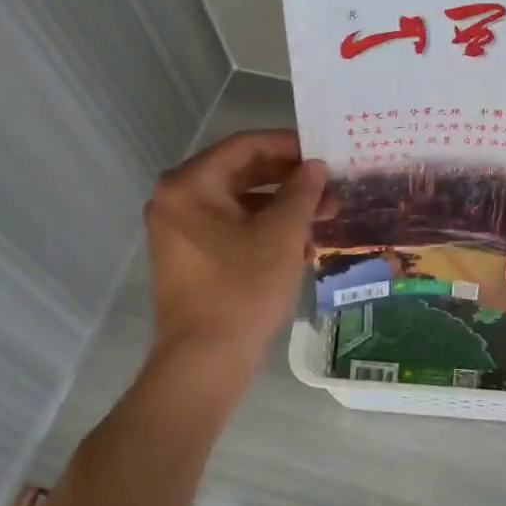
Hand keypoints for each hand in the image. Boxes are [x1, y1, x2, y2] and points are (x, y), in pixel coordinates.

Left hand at [143, 130, 328, 369]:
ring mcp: (178, 230)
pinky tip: (300, 245)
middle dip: (289, 179)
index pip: (245, 146)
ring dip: (281, 206)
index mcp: (190, 184)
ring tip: (323, 217)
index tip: (323, 152)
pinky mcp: (188, 256)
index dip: (288, 145)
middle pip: (241, 173)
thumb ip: (301, 191)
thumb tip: (315, 166)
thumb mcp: (282, 233)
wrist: (205, 359)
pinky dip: (263, 228)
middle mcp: (176, 199)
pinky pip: (229, 227)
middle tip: (329, 187)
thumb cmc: (243, 287)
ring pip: (239, 202)